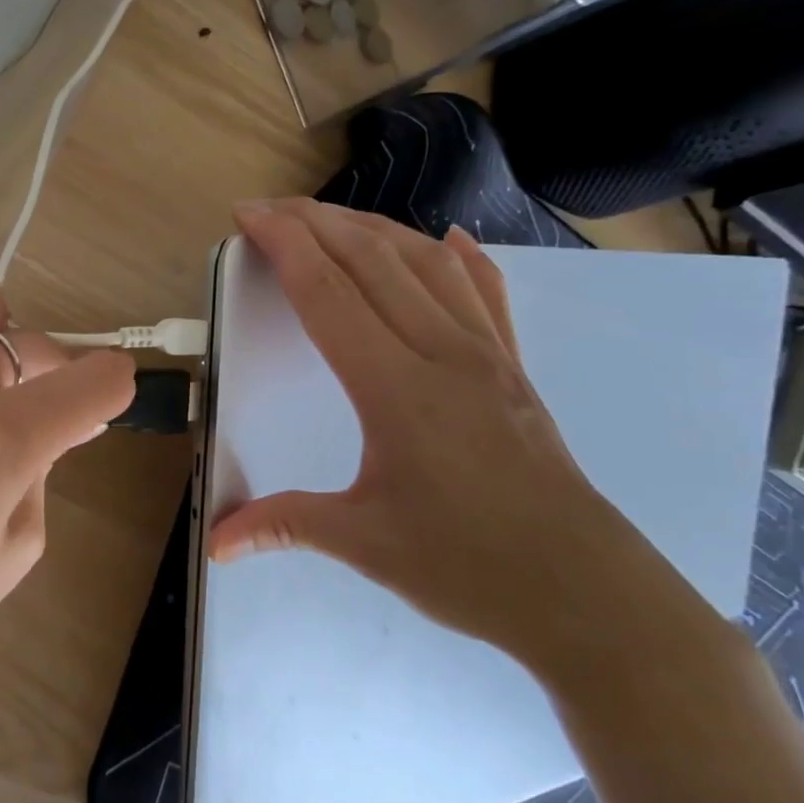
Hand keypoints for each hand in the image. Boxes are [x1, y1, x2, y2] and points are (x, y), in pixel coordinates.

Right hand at [209, 199, 711, 681]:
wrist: (587, 595)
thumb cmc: (469, 566)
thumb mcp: (363, 543)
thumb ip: (283, 524)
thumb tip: (216, 542)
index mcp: (396, 388)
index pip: (329, 293)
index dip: (285, 245)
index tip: (249, 215)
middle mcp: (442, 353)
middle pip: (372, 261)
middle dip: (315, 222)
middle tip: (268, 207)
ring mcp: (487, 356)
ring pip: (426, 264)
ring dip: (374, 228)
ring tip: (330, 216)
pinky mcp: (514, 370)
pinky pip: (485, 294)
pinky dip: (462, 258)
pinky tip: (448, 238)